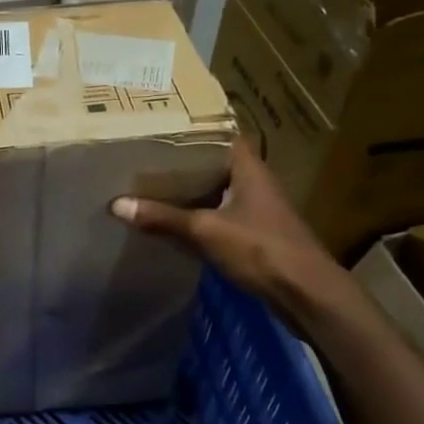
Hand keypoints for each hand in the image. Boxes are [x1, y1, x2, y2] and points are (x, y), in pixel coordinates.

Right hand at [109, 140, 346, 325]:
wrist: (307, 294)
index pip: (220, 136)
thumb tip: (117, 204)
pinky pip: (220, 216)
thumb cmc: (261, 249)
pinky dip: (199, 216)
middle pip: (214, 165)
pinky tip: (174, 222)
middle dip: (183, 163)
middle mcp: (255, 183)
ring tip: (152, 186)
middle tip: (146, 158)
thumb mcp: (205, 231)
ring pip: (217, 192)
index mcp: (248, 169)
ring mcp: (258, 210)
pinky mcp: (256, 235)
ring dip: (190, 192)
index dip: (193, 131)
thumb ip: (163, 217)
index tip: (161, 129)